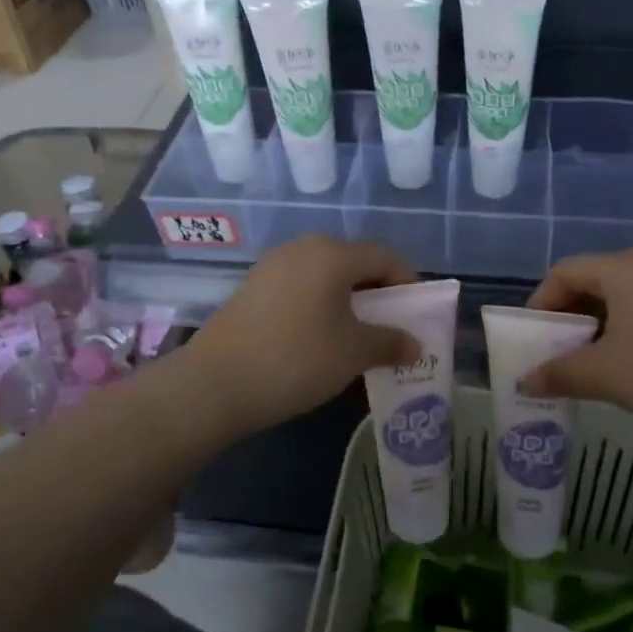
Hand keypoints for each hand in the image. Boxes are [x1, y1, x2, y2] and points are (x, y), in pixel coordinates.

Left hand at [172, 236, 418, 440]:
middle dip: (378, 293)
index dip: (407, 283)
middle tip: (389, 327)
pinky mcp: (253, 288)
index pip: (384, 257)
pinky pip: (300, 288)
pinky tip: (319, 339)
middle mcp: (303, 248)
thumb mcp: (354, 353)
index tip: (416, 314)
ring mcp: (273, 266)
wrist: (215, 383)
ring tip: (355, 336)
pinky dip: (319, 306)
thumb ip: (391, 342)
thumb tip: (415, 345)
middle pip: (354, 263)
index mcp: (333, 253)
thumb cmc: (297, 358)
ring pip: (325, 276)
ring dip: (347, 301)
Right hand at [521, 249, 632, 441]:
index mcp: (623, 268)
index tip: (530, 341)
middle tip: (553, 356)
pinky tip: (625, 367)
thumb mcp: (607, 376)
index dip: (539, 304)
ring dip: (595, 329)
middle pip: (591, 282)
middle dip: (566, 319)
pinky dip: (624, 332)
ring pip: (619, 298)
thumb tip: (525, 381)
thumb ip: (560, 373)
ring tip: (585, 367)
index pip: (564, 272)